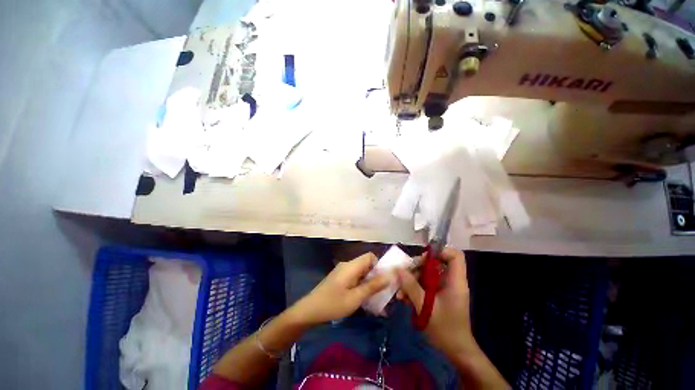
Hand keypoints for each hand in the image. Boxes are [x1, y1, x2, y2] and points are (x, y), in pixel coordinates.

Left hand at [290, 253, 389, 325]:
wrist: (309, 311)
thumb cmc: (333, 304)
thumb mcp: (355, 298)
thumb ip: (372, 286)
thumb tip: (389, 276)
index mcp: (351, 266)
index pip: (370, 256)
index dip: (379, 266)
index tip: (383, 281)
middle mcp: (347, 265)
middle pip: (366, 265)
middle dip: (376, 277)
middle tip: (382, 293)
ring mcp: (342, 272)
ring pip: (361, 272)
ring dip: (369, 283)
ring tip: (375, 299)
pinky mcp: (339, 278)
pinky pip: (355, 278)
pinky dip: (361, 286)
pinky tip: (363, 299)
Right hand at [397, 247, 476, 358]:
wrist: (456, 351)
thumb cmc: (445, 329)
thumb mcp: (425, 307)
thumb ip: (411, 287)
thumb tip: (399, 270)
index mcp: (455, 281)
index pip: (455, 256)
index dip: (440, 252)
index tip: (423, 258)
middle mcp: (451, 281)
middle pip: (435, 263)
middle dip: (417, 268)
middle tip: (404, 275)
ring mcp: (444, 288)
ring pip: (427, 274)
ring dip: (412, 281)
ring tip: (401, 293)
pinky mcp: (438, 295)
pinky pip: (425, 285)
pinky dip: (414, 289)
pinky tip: (405, 299)